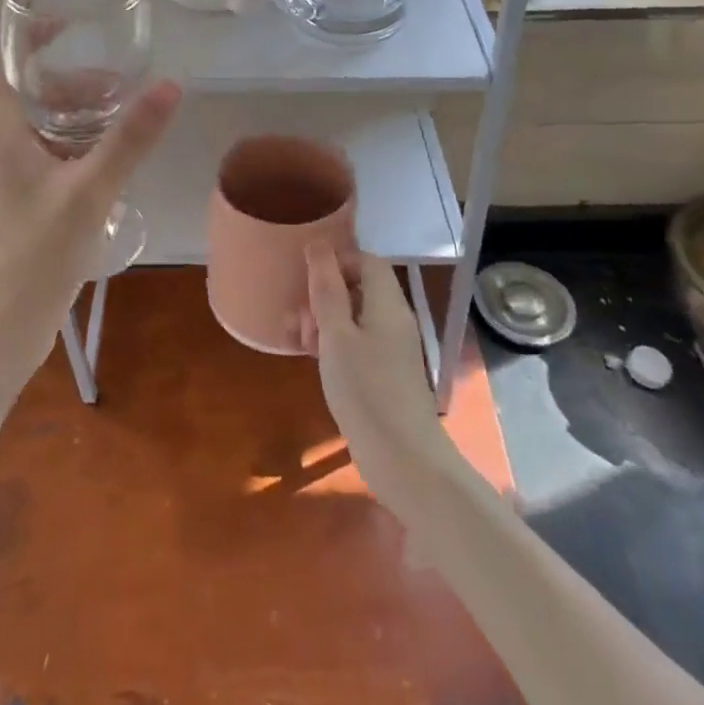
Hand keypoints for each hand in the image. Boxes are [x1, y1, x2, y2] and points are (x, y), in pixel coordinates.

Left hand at [0, 51, 180, 391]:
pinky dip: (81, 149)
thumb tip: (170, 85)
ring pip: (44, 127)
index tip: (72, 28)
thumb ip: (129, 140)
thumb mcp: (88, 192)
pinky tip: (116, 164)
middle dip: (72, 80)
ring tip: (128, 121)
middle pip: (28, 91)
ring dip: (81, 116)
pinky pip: (53, 159)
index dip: (26, 37)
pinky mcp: (25, 206)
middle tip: (121, 86)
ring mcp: (10, 179)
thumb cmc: (32, 256)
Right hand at [301, 241, 458, 500]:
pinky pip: (357, 342)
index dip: (335, 261)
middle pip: (358, 287)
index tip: (305, 280)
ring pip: (354, 317)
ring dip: (323, 321)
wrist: (404, 460)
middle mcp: (394, 319)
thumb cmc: (366, 390)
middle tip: (298, 319)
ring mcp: (392, 348)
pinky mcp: (385, 373)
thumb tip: (318, 244)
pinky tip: (313, 359)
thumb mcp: (336, 335)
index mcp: (387, 303)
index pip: (366, 260)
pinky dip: (334, 344)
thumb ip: (327, 288)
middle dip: (323, 295)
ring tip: (299, 342)